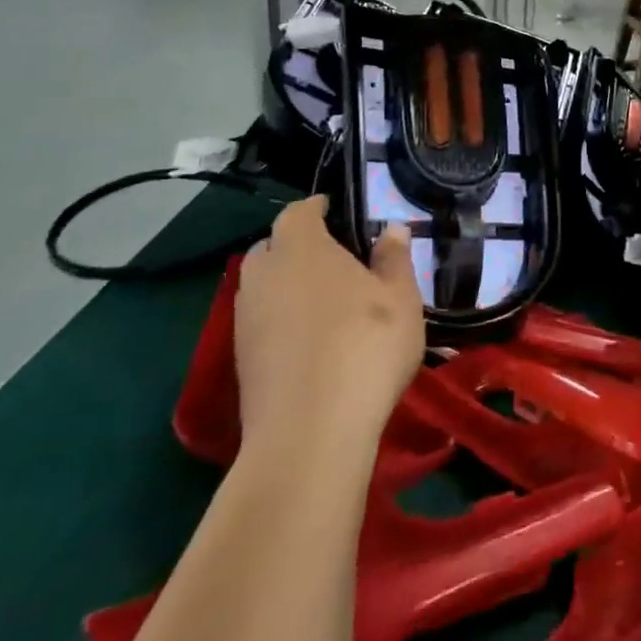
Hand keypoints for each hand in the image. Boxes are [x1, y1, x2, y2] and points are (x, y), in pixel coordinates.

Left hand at [235, 197, 424, 454]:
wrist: (309, 433)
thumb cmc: (364, 347)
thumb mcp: (400, 298)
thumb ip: (394, 258)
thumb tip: (391, 228)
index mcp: (300, 247)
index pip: (299, 211)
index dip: (317, 207)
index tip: (337, 210)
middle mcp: (263, 274)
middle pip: (274, 246)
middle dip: (298, 245)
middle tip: (336, 258)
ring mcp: (245, 319)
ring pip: (264, 285)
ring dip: (288, 284)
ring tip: (326, 300)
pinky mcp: (240, 360)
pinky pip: (261, 321)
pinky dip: (281, 319)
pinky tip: (311, 340)